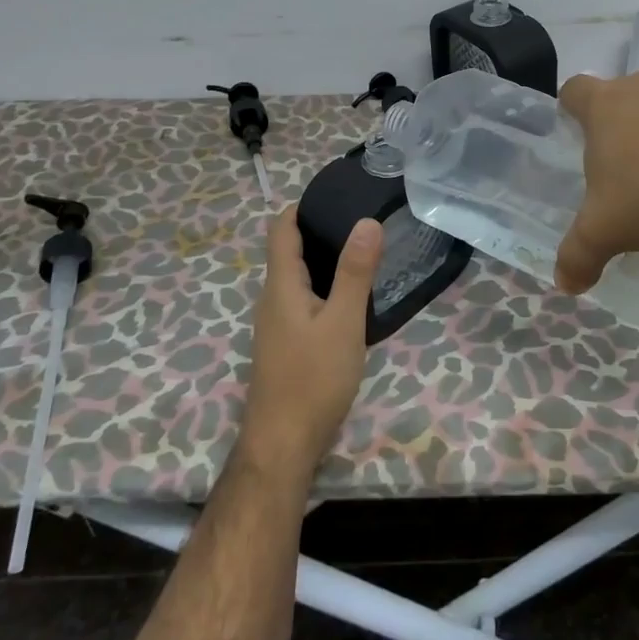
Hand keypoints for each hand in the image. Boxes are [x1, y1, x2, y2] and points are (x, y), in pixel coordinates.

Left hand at [239, 206, 382, 474]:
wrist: (284, 444)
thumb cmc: (313, 379)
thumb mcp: (344, 322)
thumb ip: (355, 272)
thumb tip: (366, 221)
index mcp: (281, 285)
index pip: (281, 228)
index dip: (303, 206)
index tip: (338, 195)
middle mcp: (272, 298)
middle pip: (289, 250)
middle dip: (320, 230)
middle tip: (363, 221)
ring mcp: (277, 323)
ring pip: (298, 277)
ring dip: (325, 260)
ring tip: (364, 252)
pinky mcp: (287, 344)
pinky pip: (304, 300)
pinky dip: (325, 287)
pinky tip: (352, 299)